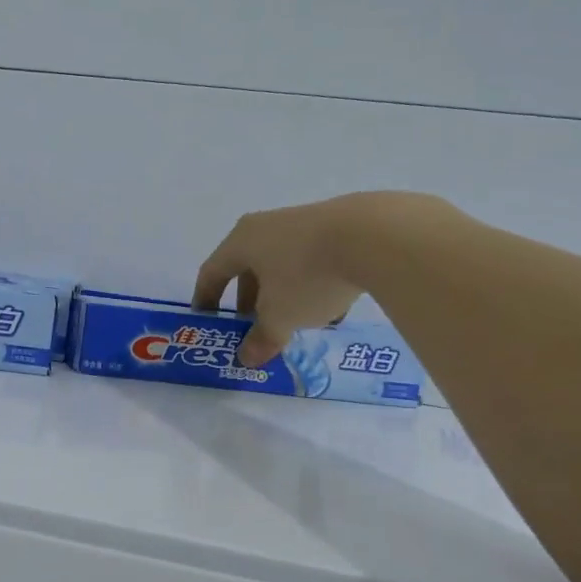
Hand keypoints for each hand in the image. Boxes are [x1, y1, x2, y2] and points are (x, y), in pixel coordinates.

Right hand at [195, 194, 457, 367]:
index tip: (206, 321)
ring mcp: (302, 223)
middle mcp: (266, 227)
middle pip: (248, 268)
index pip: (212, 272)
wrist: (374, 235)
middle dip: (250, 302)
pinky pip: (312, 261)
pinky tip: (332, 310)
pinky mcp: (337, 226)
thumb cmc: (307, 275)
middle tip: (255, 328)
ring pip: (283, 265)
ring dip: (283, 296)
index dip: (206, 300)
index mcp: (241, 242)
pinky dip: (312, 285)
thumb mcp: (281, 316)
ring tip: (297, 325)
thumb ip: (262, 338)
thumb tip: (246, 358)